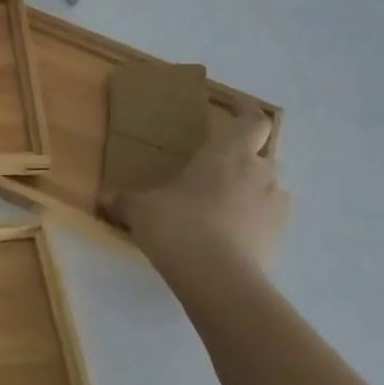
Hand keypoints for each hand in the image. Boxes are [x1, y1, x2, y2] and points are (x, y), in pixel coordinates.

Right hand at [113, 104, 289, 273]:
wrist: (219, 280)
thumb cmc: (178, 225)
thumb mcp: (140, 209)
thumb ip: (124, 200)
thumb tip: (104, 199)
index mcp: (227, 152)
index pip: (252, 118)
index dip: (244, 108)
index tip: (227, 105)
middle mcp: (259, 171)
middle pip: (262, 150)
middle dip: (244, 152)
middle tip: (216, 160)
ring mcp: (275, 205)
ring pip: (268, 183)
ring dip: (250, 185)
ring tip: (220, 198)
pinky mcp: (280, 236)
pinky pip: (268, 214)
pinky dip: (253, 215)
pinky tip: (229, 228)